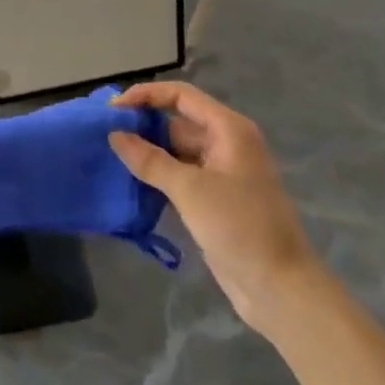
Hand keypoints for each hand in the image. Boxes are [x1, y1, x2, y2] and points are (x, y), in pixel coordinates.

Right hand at [110, 81, 320, 328]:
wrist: (280, 289)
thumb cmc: (240, 227)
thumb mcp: (190, 190)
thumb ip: (150, 160)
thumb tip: (115, 135)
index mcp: (228, 130)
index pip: (181, 96)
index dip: (146, 96)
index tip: (113, 110)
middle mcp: (226, 144)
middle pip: (177, 121)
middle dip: (143, 125)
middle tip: (104, 135)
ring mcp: (221, 173)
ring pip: (176, 151)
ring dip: (147, 153)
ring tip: (110, 157)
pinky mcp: (215, 199)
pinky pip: (180, 176)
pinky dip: (157, 177)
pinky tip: (130, 183)